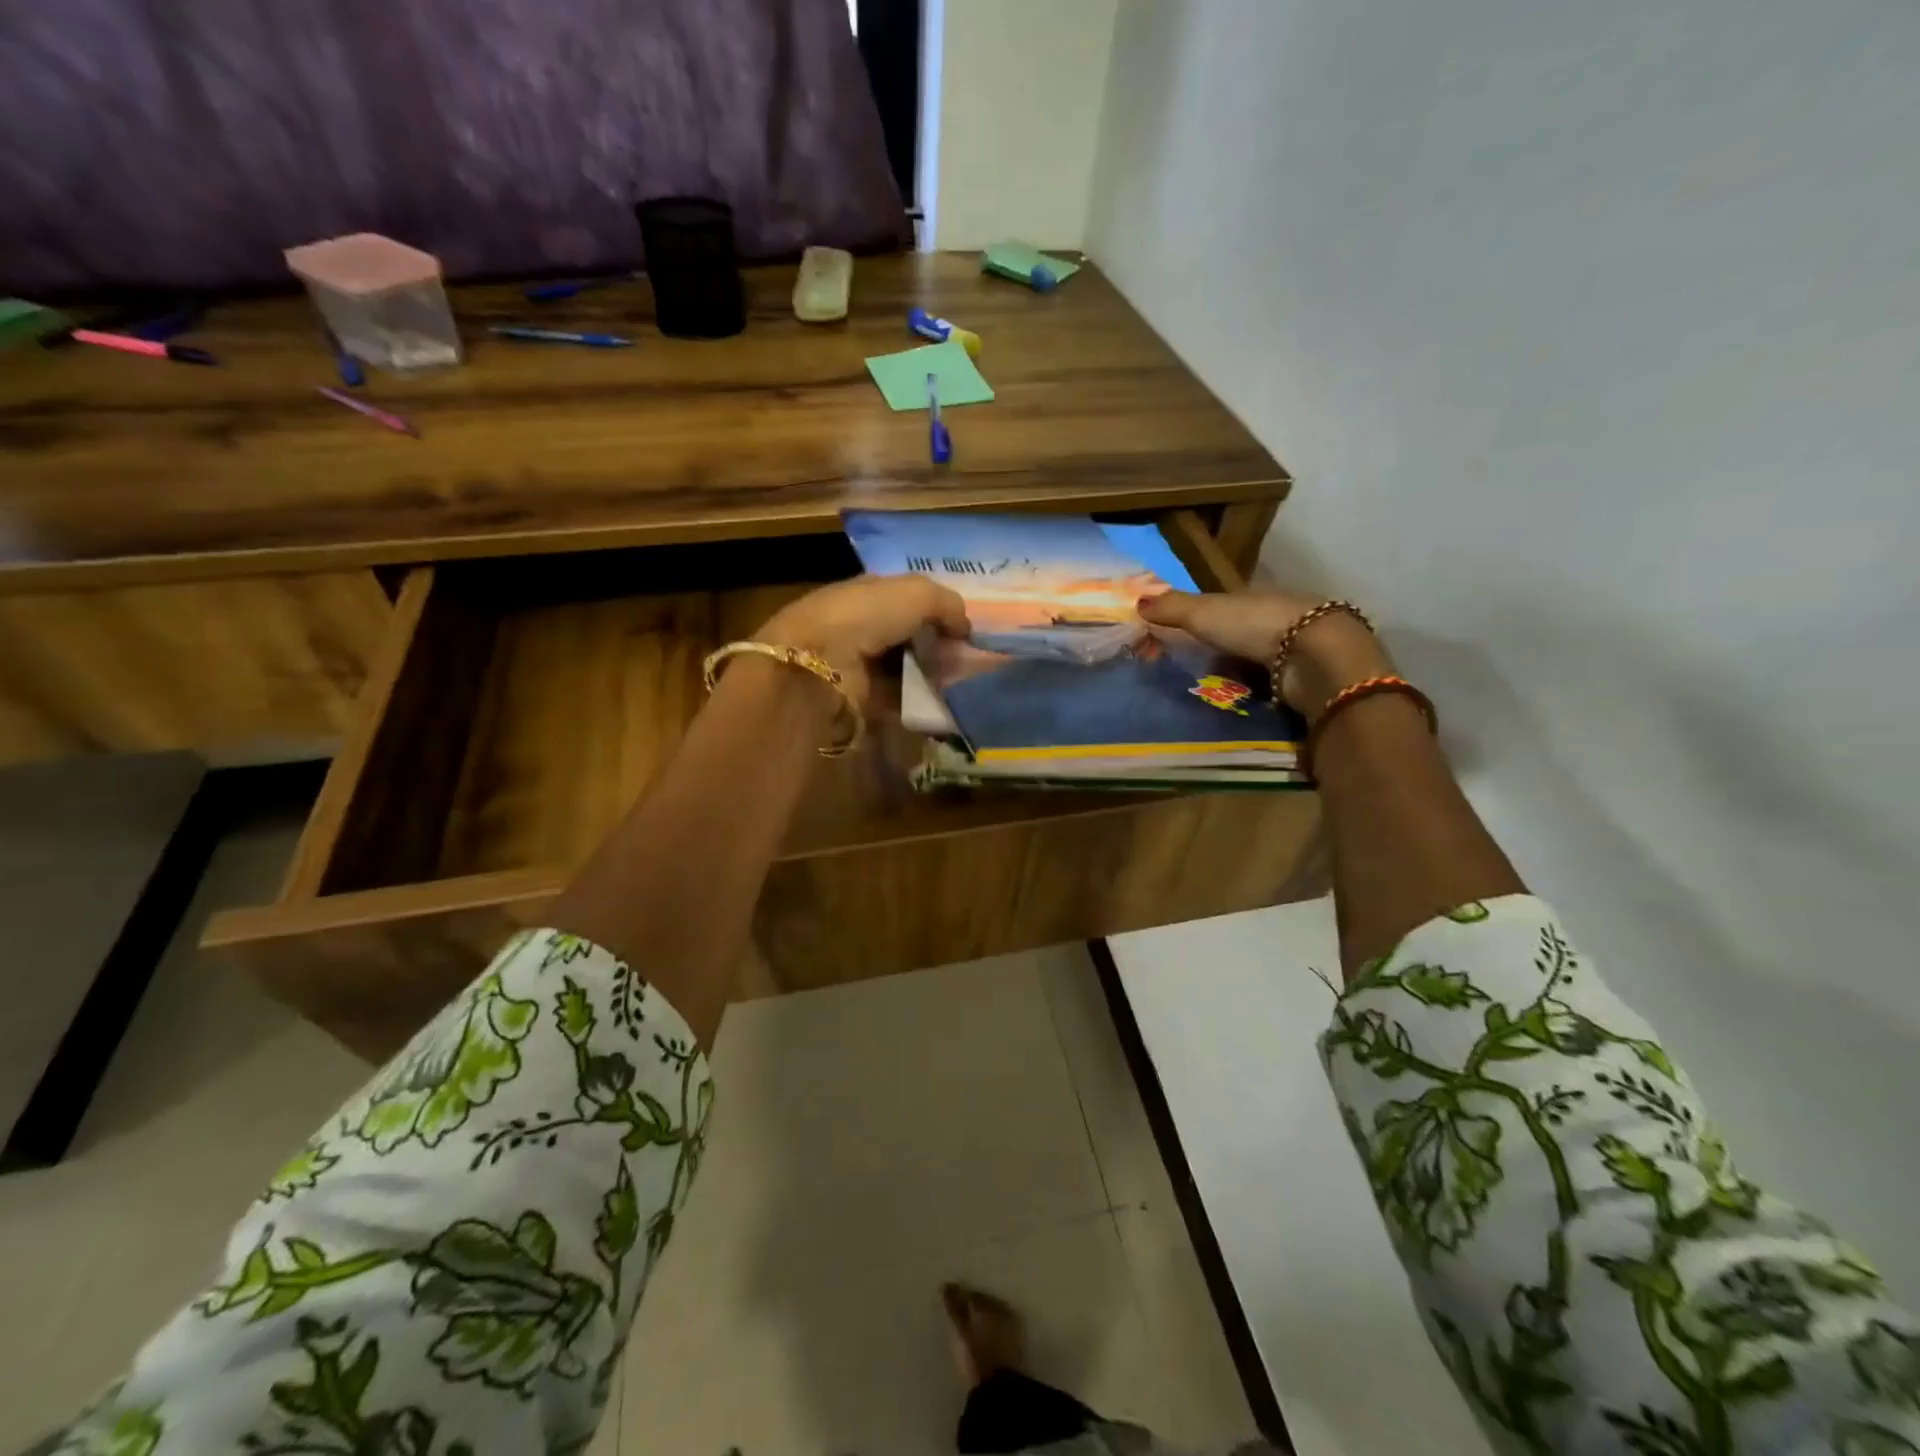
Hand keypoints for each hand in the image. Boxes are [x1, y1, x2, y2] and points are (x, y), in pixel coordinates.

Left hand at [758, 574, 971, 708]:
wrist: (820, 664)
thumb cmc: (865, 616)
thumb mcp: (916, 593)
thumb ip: (947, 604)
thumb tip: (965, 628)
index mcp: (867, 592)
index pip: (908, 598)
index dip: (937, 610)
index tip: (963, 628)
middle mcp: (860, 625)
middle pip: (908, 634)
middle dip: (937, 645)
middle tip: (966, 658)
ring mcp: (858, 663)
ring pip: (906, 667)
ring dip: (931, 674)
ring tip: (959, 682)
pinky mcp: (859, 698)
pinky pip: (899, 696)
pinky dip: (919, 699)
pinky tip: (941, 702)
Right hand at [1138, 589, 1391, 718]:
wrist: (1315, 657)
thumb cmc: (1256, 626)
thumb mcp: (1204, 612)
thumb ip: (1171, 608)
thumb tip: (1137, 600)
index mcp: (1256, 597)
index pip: (1225, 607)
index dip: (1202, 620)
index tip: (1181, 639)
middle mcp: (1279, 618)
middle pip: (1242, 635)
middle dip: (1222, 651)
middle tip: (1194, 672)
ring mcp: (1296, 649)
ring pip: (1259, 660)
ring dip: (1239, 674)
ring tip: (1213, 692)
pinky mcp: (1306, 678)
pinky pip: (1272, 684)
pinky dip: (1257, 691)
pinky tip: (1241, 701)